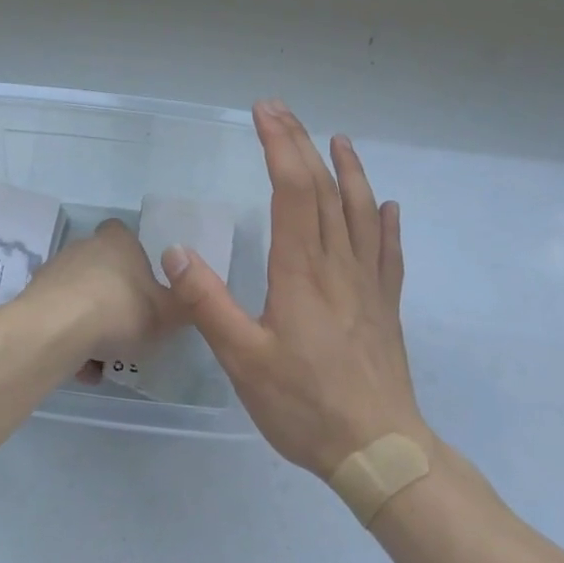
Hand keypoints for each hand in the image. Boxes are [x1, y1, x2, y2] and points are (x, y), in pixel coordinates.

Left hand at [26, 218, 178, 363]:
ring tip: (102, 359)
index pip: (125, 234)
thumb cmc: (120, 312)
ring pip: (80, 297)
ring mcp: (56, 270)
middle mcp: (84, 247)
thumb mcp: (168, 315)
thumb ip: (181, 305)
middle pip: (102, 268)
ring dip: (90, 323)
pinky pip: (59, 318)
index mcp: (118, 241)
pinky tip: (79, 366)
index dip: (135, 258)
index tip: (144, 287)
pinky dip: (69, 339)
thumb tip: (186, 296)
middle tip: (128, 329)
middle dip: (113, 297)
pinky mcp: (34, 297)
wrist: (56, 330)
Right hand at [163, 100, 428, 478]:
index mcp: (301, 271)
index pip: (293, 190)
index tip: (263, 113)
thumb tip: (175, 252)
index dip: (279, 146)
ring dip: (349, 171)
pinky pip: (388, 252)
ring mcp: (368, 284)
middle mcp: (338, 265)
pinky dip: (386, 222)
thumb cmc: (305, 405)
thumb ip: (208, 303)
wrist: (380, 451)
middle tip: (281, 110)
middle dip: (301, 144)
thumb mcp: (243, 359)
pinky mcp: (385, 305)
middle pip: (324, 190)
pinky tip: (387, 207)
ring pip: (361, 212)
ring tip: (339, 140)